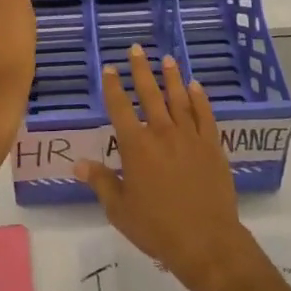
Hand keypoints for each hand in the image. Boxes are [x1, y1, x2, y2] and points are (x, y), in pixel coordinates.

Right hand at [75, 44, 259, 290]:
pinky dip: (200, 98)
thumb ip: (101, 182)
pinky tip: (196, 86)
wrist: (206, 241)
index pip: (120, 108)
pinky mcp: (212, 146)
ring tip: (166, 59)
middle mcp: (162, 133)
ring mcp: (189, 137)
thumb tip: (79, 164)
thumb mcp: (120, 210)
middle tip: (136, 49)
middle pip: (149, 94)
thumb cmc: (157, 228)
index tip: (108, 68)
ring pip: (178, 99)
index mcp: (136, 147)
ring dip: (171, 77)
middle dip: (140, 70)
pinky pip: (204, 115)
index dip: (112, 87)